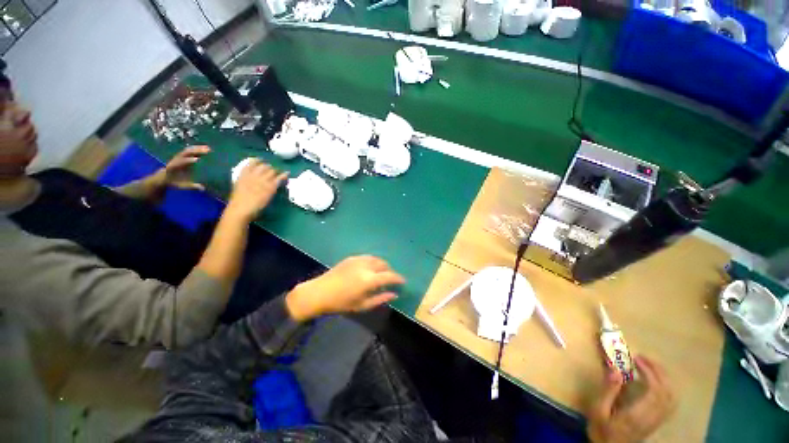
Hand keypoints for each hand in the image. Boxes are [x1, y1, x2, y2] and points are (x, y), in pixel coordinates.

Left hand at [158, 145, 211, 190]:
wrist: (164, 177)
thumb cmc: (174, 182)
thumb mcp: (182, 185)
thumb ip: (191, 186)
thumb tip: (203, 188)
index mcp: (173, 167)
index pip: (181, 162)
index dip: (188, 160)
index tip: (197, 160)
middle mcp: (175, 159)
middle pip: (185, 153)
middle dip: (195, 151)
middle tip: (207, 151)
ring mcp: (178, 156)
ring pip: (188, 150)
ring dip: (198, 148)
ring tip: (208, 148)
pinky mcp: (182, 155)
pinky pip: (190, 150)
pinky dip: (197, 148)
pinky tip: (205, 147)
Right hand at [225, 159, 287, 221]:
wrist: (241, 208)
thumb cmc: (238, 201)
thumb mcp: (238, 186)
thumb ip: (245, 179)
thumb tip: (250, 178)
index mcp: (243, 174)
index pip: (252, 162)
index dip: (258, 161)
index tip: (261, 161)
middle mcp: (254, 174)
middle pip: (264, 166)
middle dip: (269, 168)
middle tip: (272, 171)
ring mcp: (263, 180)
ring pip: (272, 171)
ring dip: (276, 172)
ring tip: (278, 174)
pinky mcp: (271, 186)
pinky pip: (279, 178)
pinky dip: (284, 175)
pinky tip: (287, 173)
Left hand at [285, 256, 404, 321]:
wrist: (319, 293)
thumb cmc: (341, 303)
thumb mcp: (362, 305)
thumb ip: (380, 299)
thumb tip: (394, 294)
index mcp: (369, 280)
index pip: (390, 276)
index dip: (398, 278)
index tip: (403, 282)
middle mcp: (366, 266)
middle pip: (384, 264)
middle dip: (390, 271)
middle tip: (390, 279)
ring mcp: (358, 260)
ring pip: (376, 259)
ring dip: (382, 265)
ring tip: (381, 273)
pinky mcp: (351, 258)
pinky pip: (367, 257)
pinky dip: (373, 262)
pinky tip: (369, 269)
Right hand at [587, 356, 676, 442]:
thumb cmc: (602, 430)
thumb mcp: (598, 411)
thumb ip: (608, 391)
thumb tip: (615, 369)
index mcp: (639, 414)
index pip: (656, 391)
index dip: (650, 372)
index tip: (636, 359)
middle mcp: (653, 417)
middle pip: (668, 392)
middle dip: (659, 371)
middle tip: (643, 358)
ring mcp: (657, 420)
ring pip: (672, 397)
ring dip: (664, 378)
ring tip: (651, 366)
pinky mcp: (657, 421)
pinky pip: (670, 402)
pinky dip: (667, 388)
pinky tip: (657, 382)